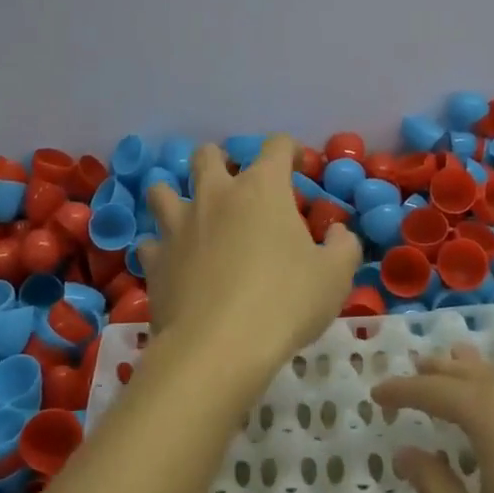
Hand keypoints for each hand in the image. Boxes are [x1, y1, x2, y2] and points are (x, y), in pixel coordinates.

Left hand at [137, 136, 358, 375]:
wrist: (218, 347)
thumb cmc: (285, 302)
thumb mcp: (334, 277)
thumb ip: (342, 246)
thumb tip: (338, 232)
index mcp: (261, 189)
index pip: (275, 146)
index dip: (288, 149)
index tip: (295, 164)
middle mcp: (215, 195)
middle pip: (208, 155)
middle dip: (221, 161)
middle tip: (236, 186)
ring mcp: (178, 224)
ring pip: (161, 189)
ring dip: (175, 194)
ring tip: (191, 214)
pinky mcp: (154, 259)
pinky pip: (151, 242)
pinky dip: (162, 247)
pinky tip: (173, 262)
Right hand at [371, 344, 493, 492]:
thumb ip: (434, 489)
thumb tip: (408, 452)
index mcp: (492, 415)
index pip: (434, 390)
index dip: (402, 391)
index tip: (376, 395)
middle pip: (474, 373)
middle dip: (440, 372)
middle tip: (415, 369)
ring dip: (476, 377)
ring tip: (456, 370)